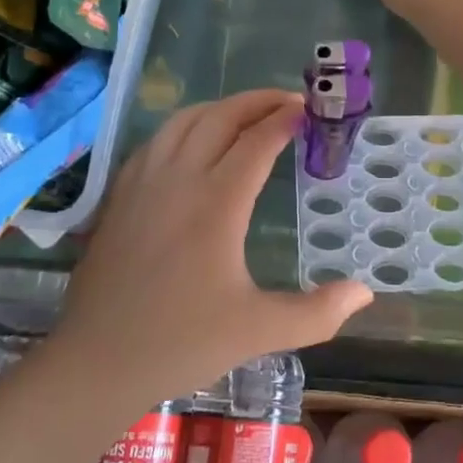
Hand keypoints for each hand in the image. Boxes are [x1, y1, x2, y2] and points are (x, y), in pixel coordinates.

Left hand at [52, 90, 373, 402]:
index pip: (257, 142)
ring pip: (183, 121)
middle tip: (287, 101)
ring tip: (246, 114)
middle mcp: (179, 179)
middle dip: (257, 101)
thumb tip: (365, 294)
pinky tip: (194, 143)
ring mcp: (143, 182)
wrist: (97, 361)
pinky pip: (156, 141)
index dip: (285, 120)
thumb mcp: (259, 331)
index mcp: (216, 204)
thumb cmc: (181, 343)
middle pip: (220, 117)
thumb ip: (317, 313)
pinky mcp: (120, 195)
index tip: (308, 110)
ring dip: (220, 108)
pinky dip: (184, 127)